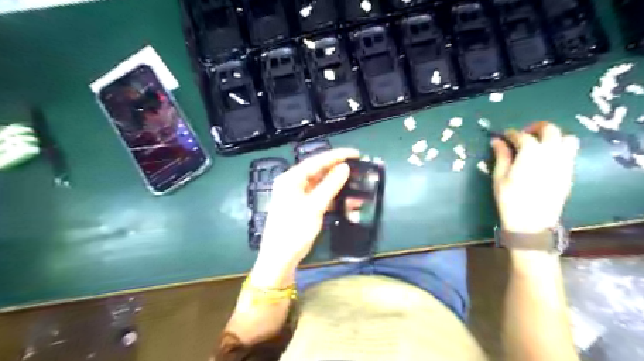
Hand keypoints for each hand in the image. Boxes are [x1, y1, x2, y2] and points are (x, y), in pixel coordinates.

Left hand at [256, 149, 357, 272]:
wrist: (280, 258)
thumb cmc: (294, 230)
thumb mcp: (314, 206)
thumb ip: (330, 185)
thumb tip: (345, 167)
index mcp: (291, 179)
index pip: (317, 161)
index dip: (337, 156)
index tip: (356, 153)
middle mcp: (293, 183)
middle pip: (319, 171)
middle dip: (339, 171)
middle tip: (358, 168)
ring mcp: (298, 195)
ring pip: (321, 185)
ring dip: (338, 187)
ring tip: (356, 188)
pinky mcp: (303, 206)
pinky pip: (320, 197)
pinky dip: (333, 198)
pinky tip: (347, 202)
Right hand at [492, 121, 581, 233]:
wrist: (531, 222)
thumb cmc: (510, 199)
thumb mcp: (500, 176)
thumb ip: (501, 155)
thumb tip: (497, 140)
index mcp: (531, 153)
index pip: (522, 135)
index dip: (511, 133)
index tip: (504, 135)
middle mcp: (551, 153)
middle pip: (550, 130)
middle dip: (536, 127)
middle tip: (523, 134)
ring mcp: (564, 162)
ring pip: (566, 138)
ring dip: (553, 136)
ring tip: (539, 144)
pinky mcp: (569, 172)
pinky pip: (570, 152)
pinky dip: (559, 148)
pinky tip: (547, 157)